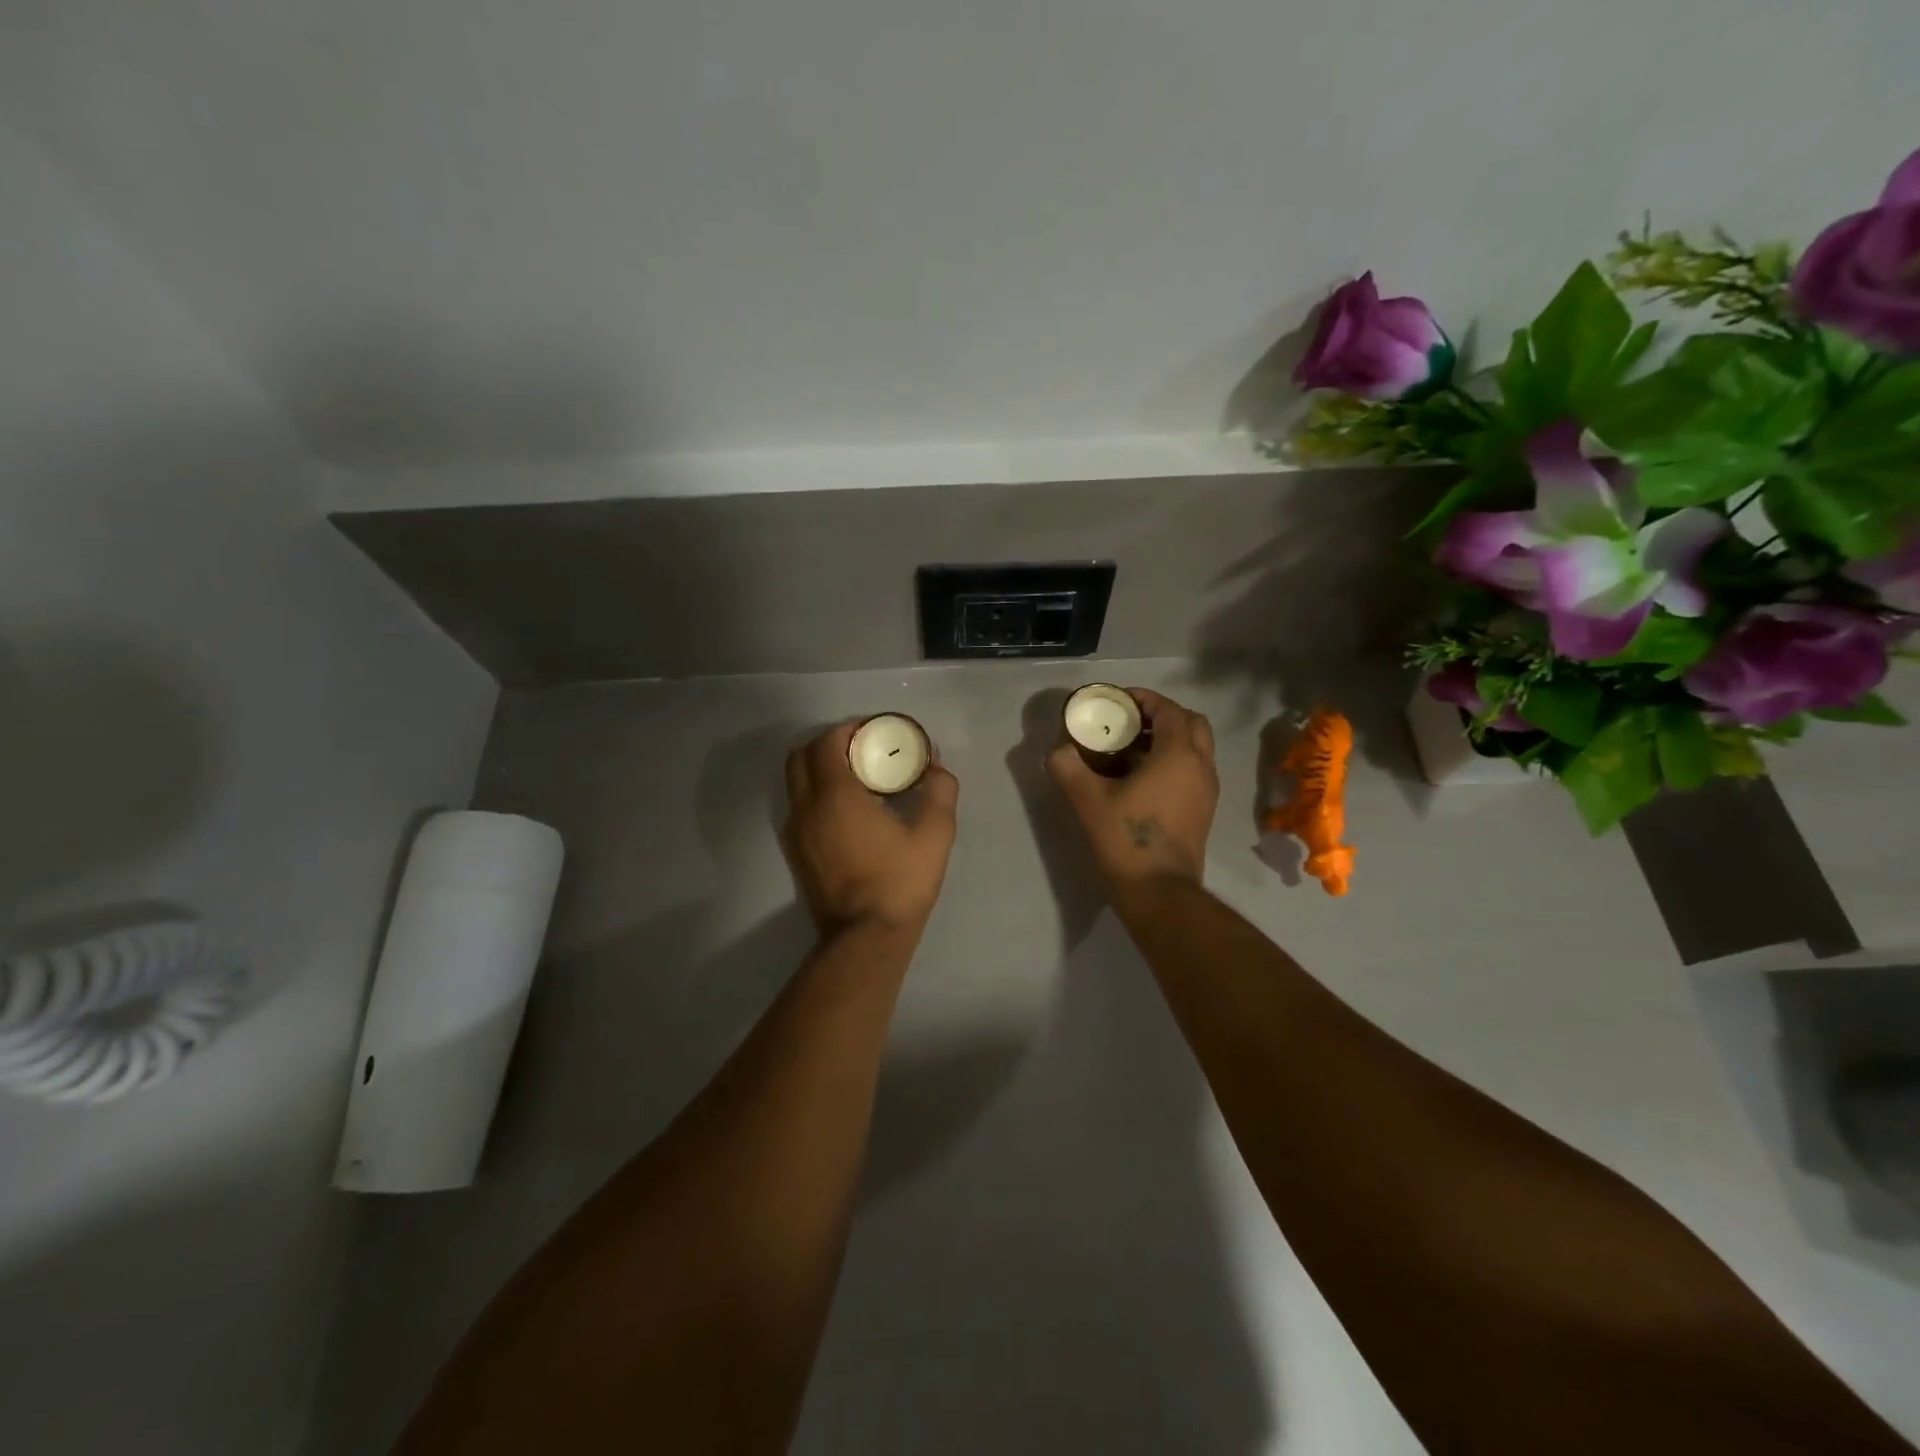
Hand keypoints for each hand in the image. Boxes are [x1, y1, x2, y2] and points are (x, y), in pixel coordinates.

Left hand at [783, 722, 959, 937]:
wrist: (866, 938)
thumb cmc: (900, 881)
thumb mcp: (935, 833)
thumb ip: (939, 790)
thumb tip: (936, 766)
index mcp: (836, 795)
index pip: (827, 742)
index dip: (848, 730)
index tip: (874, 733)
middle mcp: (807, 807)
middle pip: (801, 756)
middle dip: (828, 745)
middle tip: (862, 752)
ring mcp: (796, 832)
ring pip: (795, 783)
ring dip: (819, 770)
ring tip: (856, 781)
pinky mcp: (797, 852)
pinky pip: (799, 807)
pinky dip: (816, 795)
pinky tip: (848, 812)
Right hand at [1047, 688, 1218, 892]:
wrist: (1159, 892)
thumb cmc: (1126, 839)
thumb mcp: (1087, 799)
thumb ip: (1068, 766)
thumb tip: (1057, 750)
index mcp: (1179, 754)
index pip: (1169, 709)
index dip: (1144, 699)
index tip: (1117, 702)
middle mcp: (1201, 766)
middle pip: (1191, 723)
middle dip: (1161, 716)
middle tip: (1128, 723)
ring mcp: (1207, 790)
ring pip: (1195, 748)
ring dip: (1168, 740)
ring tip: (1129, 750)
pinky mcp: (1204, 811)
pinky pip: (1192, 771)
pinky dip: (1172, 762)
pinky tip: (1140, 779)